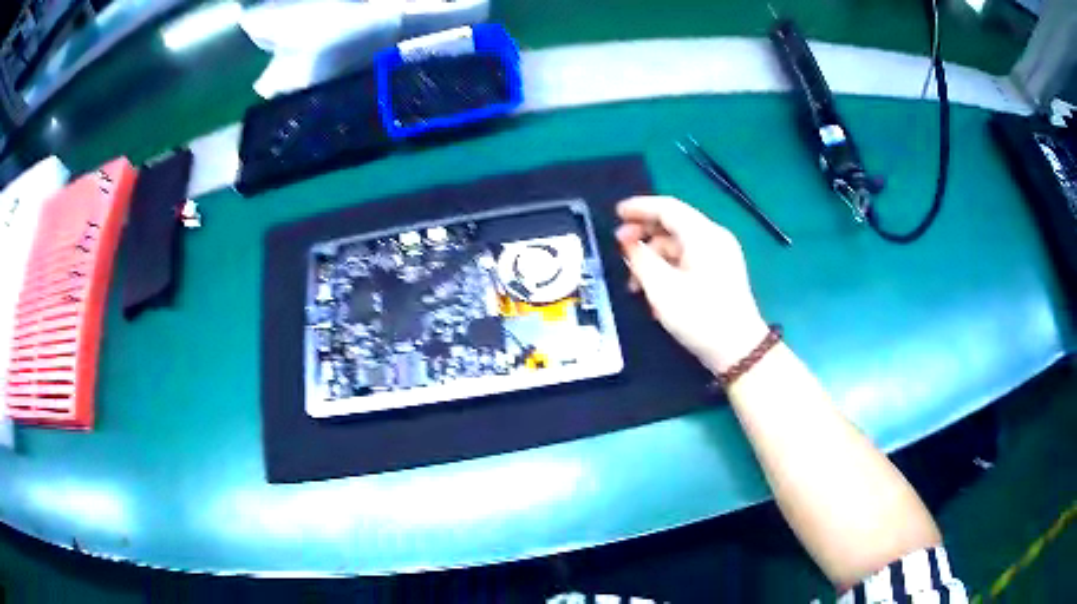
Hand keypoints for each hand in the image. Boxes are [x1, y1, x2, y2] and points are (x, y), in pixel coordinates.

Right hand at [615, 196, 767, 373]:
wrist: (739, 350)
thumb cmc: (700, 317)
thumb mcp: (662, 289)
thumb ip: (640, 259)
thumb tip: (628, 242)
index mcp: (703, 235)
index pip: (667, 207)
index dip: (639, 207)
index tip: (616, 214)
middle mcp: (714, 237)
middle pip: (674, 224)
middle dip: (644, 234)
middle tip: (620, 247)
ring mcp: (720, 254)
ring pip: (679, 244)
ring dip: (654, 256)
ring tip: (635, 282)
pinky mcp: (721, 271)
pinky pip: (689, 258)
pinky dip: (669, 267)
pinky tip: (654, 289)